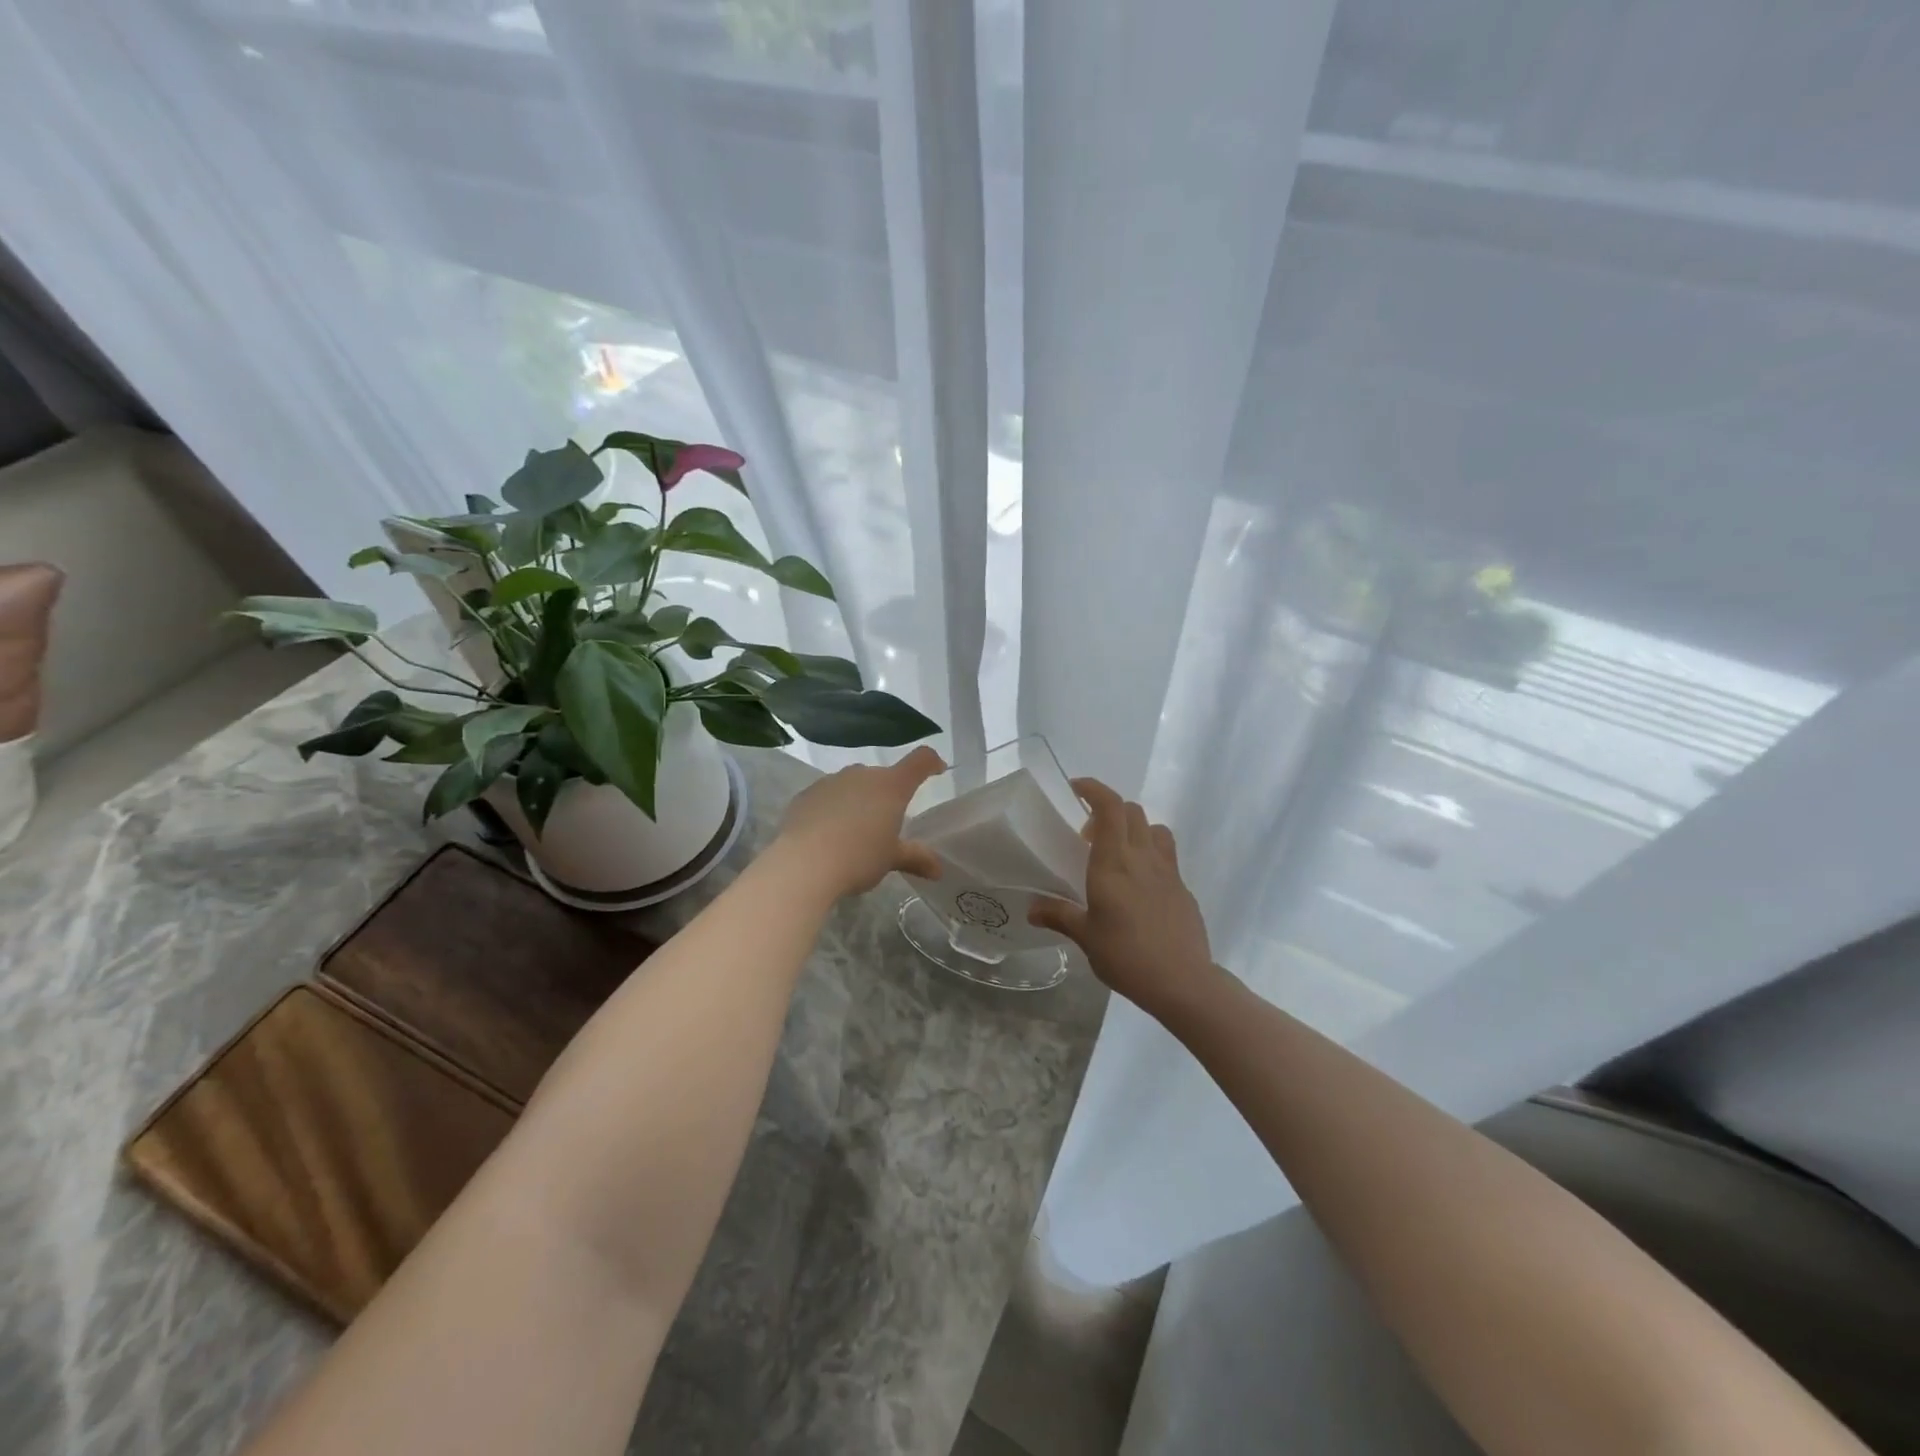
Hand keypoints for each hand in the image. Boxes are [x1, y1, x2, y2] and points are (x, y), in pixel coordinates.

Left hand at [773, 746, 945, 899]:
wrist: (803, 864)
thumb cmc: (858, 857)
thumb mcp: (891, 859)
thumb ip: (916, 858)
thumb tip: (938, 870)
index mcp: (891, 786)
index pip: (920, 761)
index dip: (931, 763)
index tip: (937, 770)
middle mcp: (862, 775)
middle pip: (883, 776)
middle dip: (888, 794)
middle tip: (887, 823)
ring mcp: (831, 781)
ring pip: (853, 785)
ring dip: (859, 800)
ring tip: (854, 831)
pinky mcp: (805, 794)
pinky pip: (827, 796)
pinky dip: (833, 808)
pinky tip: (827, 834)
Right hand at [1029, 778, 1215, 1019]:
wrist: (1183, 982)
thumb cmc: (1126, 956)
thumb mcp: (1085, 937)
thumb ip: (1059, 916)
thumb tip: (1032, 909)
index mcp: (1113, 862)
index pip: (1109, 807)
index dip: (1094, 788)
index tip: (1076, 789)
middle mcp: (1142, 857)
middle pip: (1131, 811)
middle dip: (1108, 810)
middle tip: (1087, 836)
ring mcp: (1168, 871)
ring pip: (1154, 828)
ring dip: (1134, 829)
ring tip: (1118, 854)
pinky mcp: (1183, 888)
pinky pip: (1166, 856)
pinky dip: (1150, 856)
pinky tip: (1139, 887)